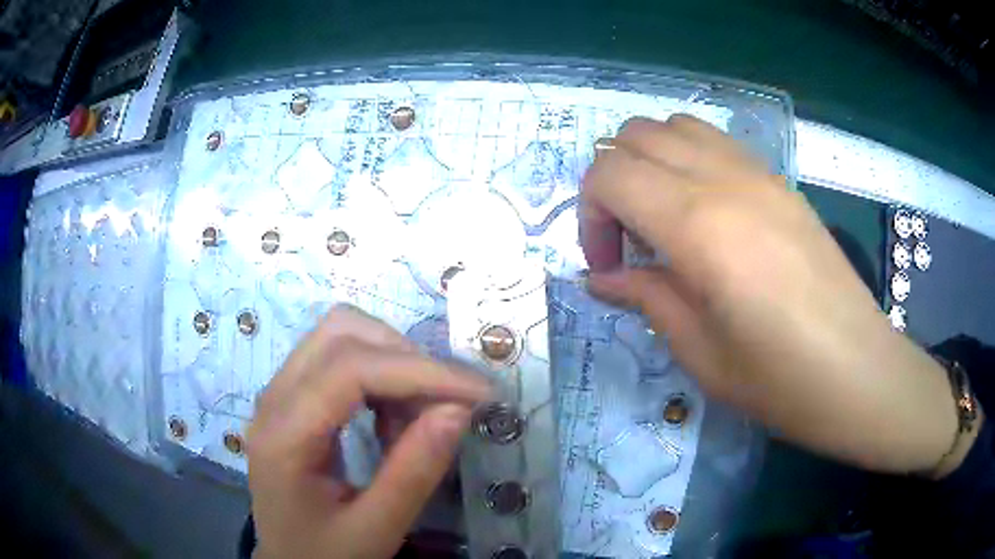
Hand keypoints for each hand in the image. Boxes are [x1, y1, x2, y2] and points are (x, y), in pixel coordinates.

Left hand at [247, 306, 490, 558]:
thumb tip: (458, 410)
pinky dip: (379, 375)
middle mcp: (273, 398)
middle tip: (447, 405)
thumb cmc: (326, 555)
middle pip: (341, 332)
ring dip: (392, 363)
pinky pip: (338, 357)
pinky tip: (391, 421)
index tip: (478, 393)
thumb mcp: (375, 529)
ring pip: (340, 334)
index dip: (420, 371)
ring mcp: (279, 392)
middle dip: (406, 358)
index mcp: (283, 435)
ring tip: (417, 418)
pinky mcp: (292, 397)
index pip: (349, 369)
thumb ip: (414, 473)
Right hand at [581, 115, 968, 474]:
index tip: (608, 265)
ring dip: (650, 162)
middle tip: (629, 240)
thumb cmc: (779, 379)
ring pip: (675, 126)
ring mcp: (757, 172)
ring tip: (663, 218)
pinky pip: (716, 141)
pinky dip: (688, 158)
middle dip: (612, 181)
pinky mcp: (780, 181)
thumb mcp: (700, 352)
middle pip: (635, 136)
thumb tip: (602, 278)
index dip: (590, 216)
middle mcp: (724, 179)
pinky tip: (705, 211)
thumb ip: (646, 297)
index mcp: (699, 225)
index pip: (609, 175)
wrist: (858, 371)